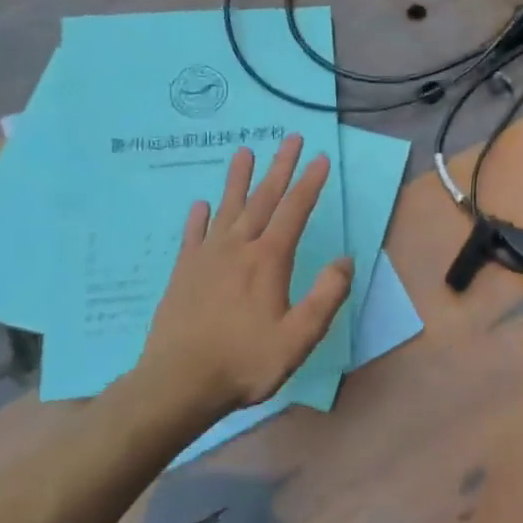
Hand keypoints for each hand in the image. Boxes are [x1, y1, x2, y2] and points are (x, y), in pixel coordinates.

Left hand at [113, 135, 352, 438]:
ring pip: (227, 209)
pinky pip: (193, 236)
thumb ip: (326, 295)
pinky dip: (199, 218)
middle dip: (279, 167)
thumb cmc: (246, 361)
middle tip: (289, 138)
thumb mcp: (300, 336)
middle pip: (263, 199)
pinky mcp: (183, 273)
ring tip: (244, 152)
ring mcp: (206, 258)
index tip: (320, 157)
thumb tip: (345, 260)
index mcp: (269, 260)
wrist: (178, 384)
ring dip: (238, 180)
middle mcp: (238, 248)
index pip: (295, 211)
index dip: (310, 183)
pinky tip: (201, 206)